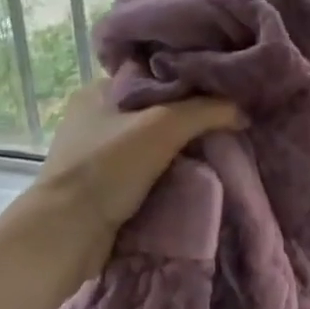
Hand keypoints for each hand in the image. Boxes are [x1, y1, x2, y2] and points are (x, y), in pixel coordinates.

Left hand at [32, 81, 242, 243]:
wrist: (67, 234)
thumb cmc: (108, 167)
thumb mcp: (162, 126)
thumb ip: (205, 111)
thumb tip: (242, 110)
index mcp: (98, 91)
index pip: (153, 74)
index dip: (189, 81)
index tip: (224, 90)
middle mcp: (95, 118)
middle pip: (156, 110)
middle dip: (190, 118)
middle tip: (228, 122)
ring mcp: (98, 155)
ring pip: (153, 143)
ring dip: (182, 150)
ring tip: (221, 149)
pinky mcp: (104, 187)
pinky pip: (147, 172)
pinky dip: (169, 174)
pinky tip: (197, 176)